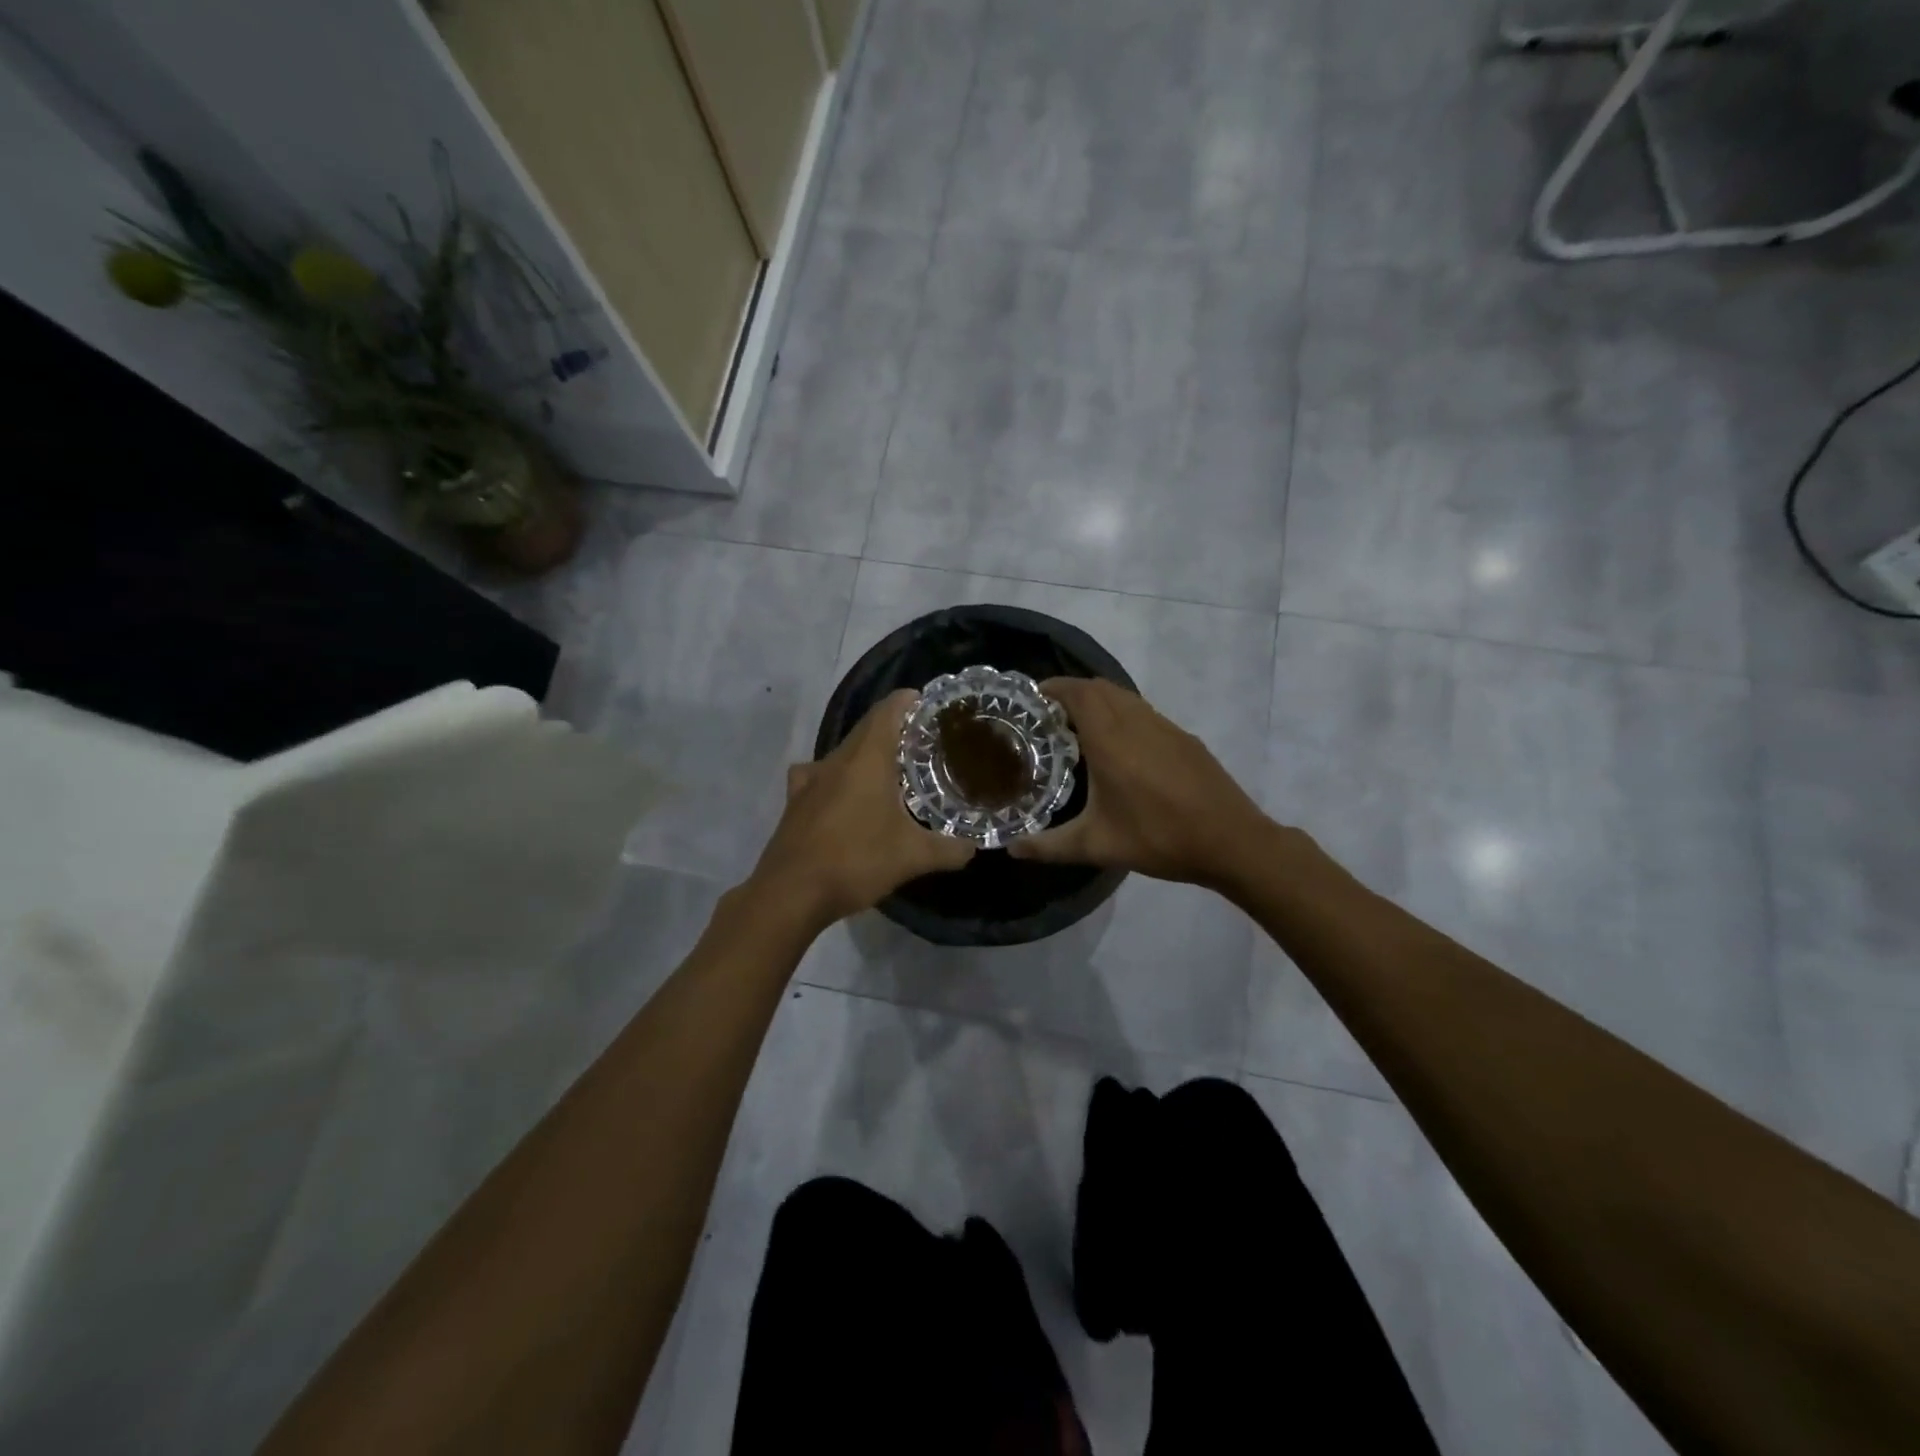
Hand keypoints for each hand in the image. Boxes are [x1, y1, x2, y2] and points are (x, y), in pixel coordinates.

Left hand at [745, 689, 975, 932]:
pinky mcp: (796, 802)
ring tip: (892, 769)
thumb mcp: (913, 857)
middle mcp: (836, 760)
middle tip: (925, 742)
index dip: (909, 701)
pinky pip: (821, 775)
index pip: (888, 710)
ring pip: (844, 752)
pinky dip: (839, 776)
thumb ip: (949, 849)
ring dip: (867, 753)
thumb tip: (974, 848)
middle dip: (895, 728)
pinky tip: (845, 795)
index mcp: (867, 759)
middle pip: (867, 728)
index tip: (931, 705)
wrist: (790, 893)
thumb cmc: (856, 861)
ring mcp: (811, 780)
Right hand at [1009, 677, 1271, 888]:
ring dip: (1100, 701)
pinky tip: (1121, 748)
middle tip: (1050, 714)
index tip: (1033, 698)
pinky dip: (1123, 714)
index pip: (1078, 693)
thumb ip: (1049, 846)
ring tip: (1080, 727)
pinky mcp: (1184, 738)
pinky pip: (1144, 712)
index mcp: (1111, 740)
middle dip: (1073, 691)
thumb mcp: (1097, 846)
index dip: (1054, 687)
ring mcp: (1166, 727)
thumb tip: (1011, 849)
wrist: (1232, 841)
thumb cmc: (1159, 838)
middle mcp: (1137, 723)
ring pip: (1125, 697)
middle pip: (1101, 687)